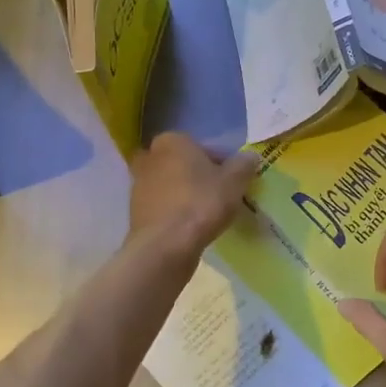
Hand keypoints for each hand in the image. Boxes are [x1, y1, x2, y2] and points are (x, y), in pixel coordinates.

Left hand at [129, 133, 258, 256]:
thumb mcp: (234, 182)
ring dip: (185, 194)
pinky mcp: (134, 211)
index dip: (222, 164)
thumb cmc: (201, 203)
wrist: (165, 245)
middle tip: (219, 195)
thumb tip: (250, 157)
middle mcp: (150, 157)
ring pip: (170, 185)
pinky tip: (190, 227)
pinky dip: (175, 212)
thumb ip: (244, 165)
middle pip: (183, 164)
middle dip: (198, 176)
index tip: (233, 182)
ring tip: (207, 214)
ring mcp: (138, 185)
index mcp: (172, 141)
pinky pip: (162, 206)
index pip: (203, 147)